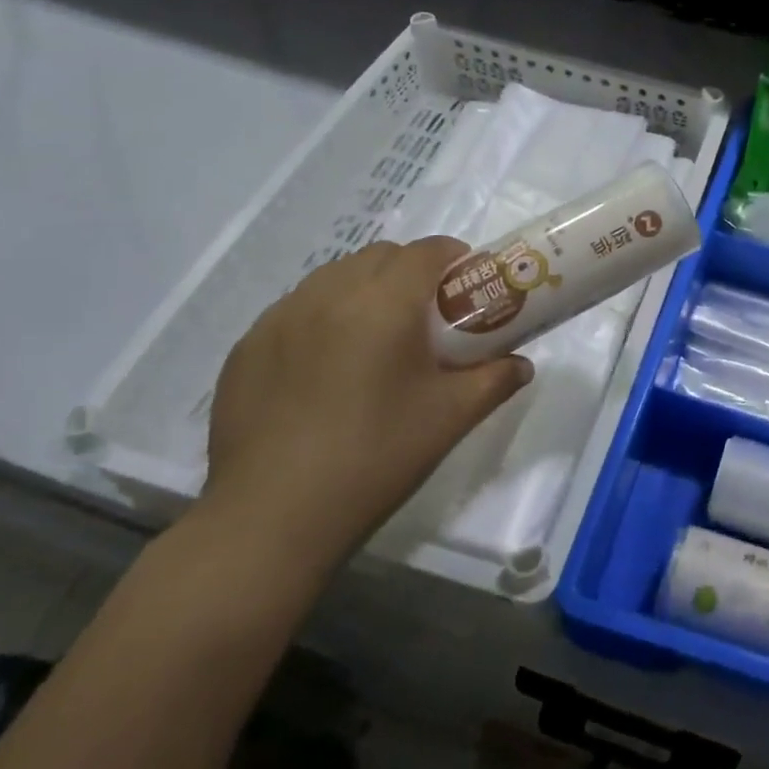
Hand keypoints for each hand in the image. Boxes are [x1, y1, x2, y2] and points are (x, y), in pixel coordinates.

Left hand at [201, 237, 531, 579]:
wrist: (271, 518)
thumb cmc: (375, 456)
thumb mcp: (451, 417)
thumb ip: (495, 380)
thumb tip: (521, 366)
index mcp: (384, 302)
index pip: (427, 250)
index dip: (455, 258)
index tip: (467, 288)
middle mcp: (328, 294)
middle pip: (380, 255)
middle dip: (411, 271)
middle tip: (427, 316)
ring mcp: (279, 318)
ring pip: (334, 276)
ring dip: (365, 288)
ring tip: (376, 338)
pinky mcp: (247, 347)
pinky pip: (296, 309)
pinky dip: (322, 316)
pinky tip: (326, 367)